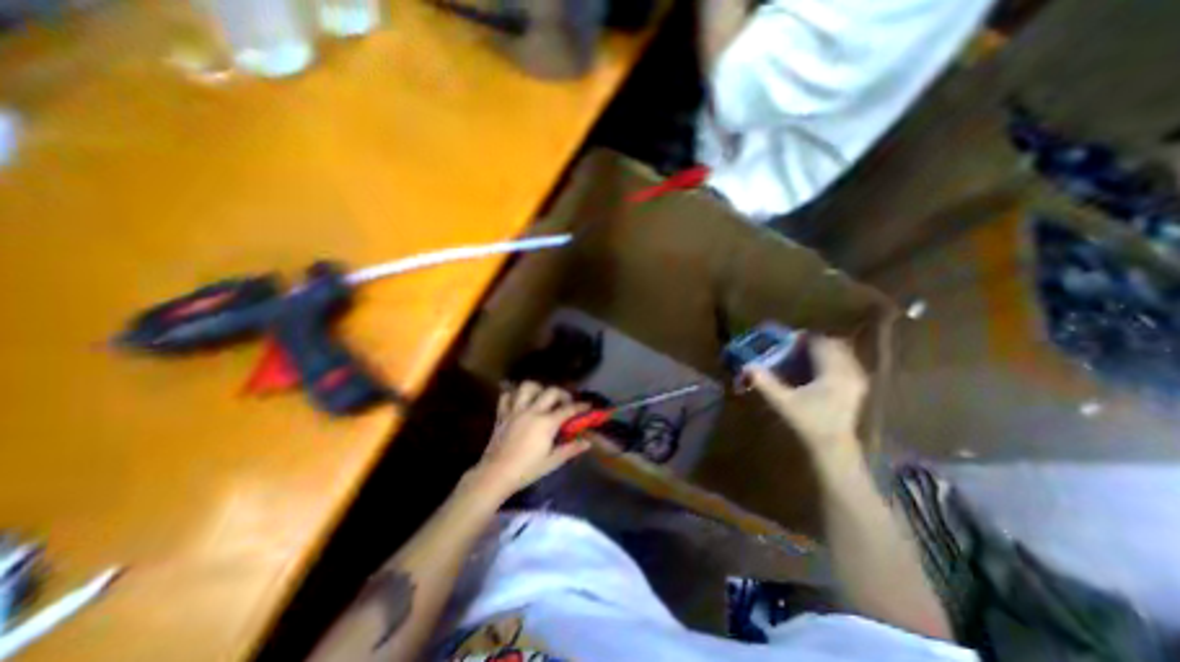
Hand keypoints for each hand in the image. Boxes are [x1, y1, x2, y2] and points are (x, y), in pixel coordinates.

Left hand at [474, 381, 588, 498]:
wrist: (496, 474)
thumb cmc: (527, 470)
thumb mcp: (552, 462)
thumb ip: (571, 449)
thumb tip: (588, 443)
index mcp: (547, 423)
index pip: (568, 409)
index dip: (580, 406)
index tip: (587, 406)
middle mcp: (532, 411)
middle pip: (551, 391)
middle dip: (562, 393)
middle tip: (566, 402)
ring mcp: (516, 410)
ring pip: (527, 387)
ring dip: (538, 388)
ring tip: (542, 397)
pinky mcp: (502, 414)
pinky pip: (506, 396)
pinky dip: (514, 395)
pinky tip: (519, 401)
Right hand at [745, 338, 863, 456]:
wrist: (834, 447)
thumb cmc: (809, 423)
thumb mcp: (783, 402)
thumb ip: (765, 382)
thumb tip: (747, 366)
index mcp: (833, 372)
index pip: (820, 343)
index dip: (803, 337)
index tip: (787, 339)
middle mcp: (849, 372)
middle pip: (834, 344)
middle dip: (814, 342)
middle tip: (794, 346)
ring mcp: (857, 380)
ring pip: (842, 353)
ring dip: (824, 350)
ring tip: (804, 356)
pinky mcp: (858, 388)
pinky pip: (847, 364)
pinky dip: (832, 360)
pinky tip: (818, 370)